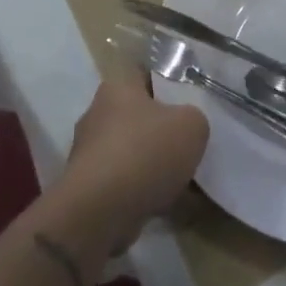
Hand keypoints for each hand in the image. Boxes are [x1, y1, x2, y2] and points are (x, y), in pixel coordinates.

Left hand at [57, 64, 209, 248]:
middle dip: (165, 130)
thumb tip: (187, 127)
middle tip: (193, 141)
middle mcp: (98, 114)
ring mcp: (91, 154)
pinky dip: (147, 192)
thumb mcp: (191, 125)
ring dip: (157, 165)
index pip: (145, 73)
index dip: (169, 83)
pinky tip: (172, 204)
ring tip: (189, 180)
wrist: (101, 212)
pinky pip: (128, 184)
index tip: (192, 99)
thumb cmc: (145, 152)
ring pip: (135, 152)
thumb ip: (195, 118)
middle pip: (140, 115)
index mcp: (117, 87)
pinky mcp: (90, 189)